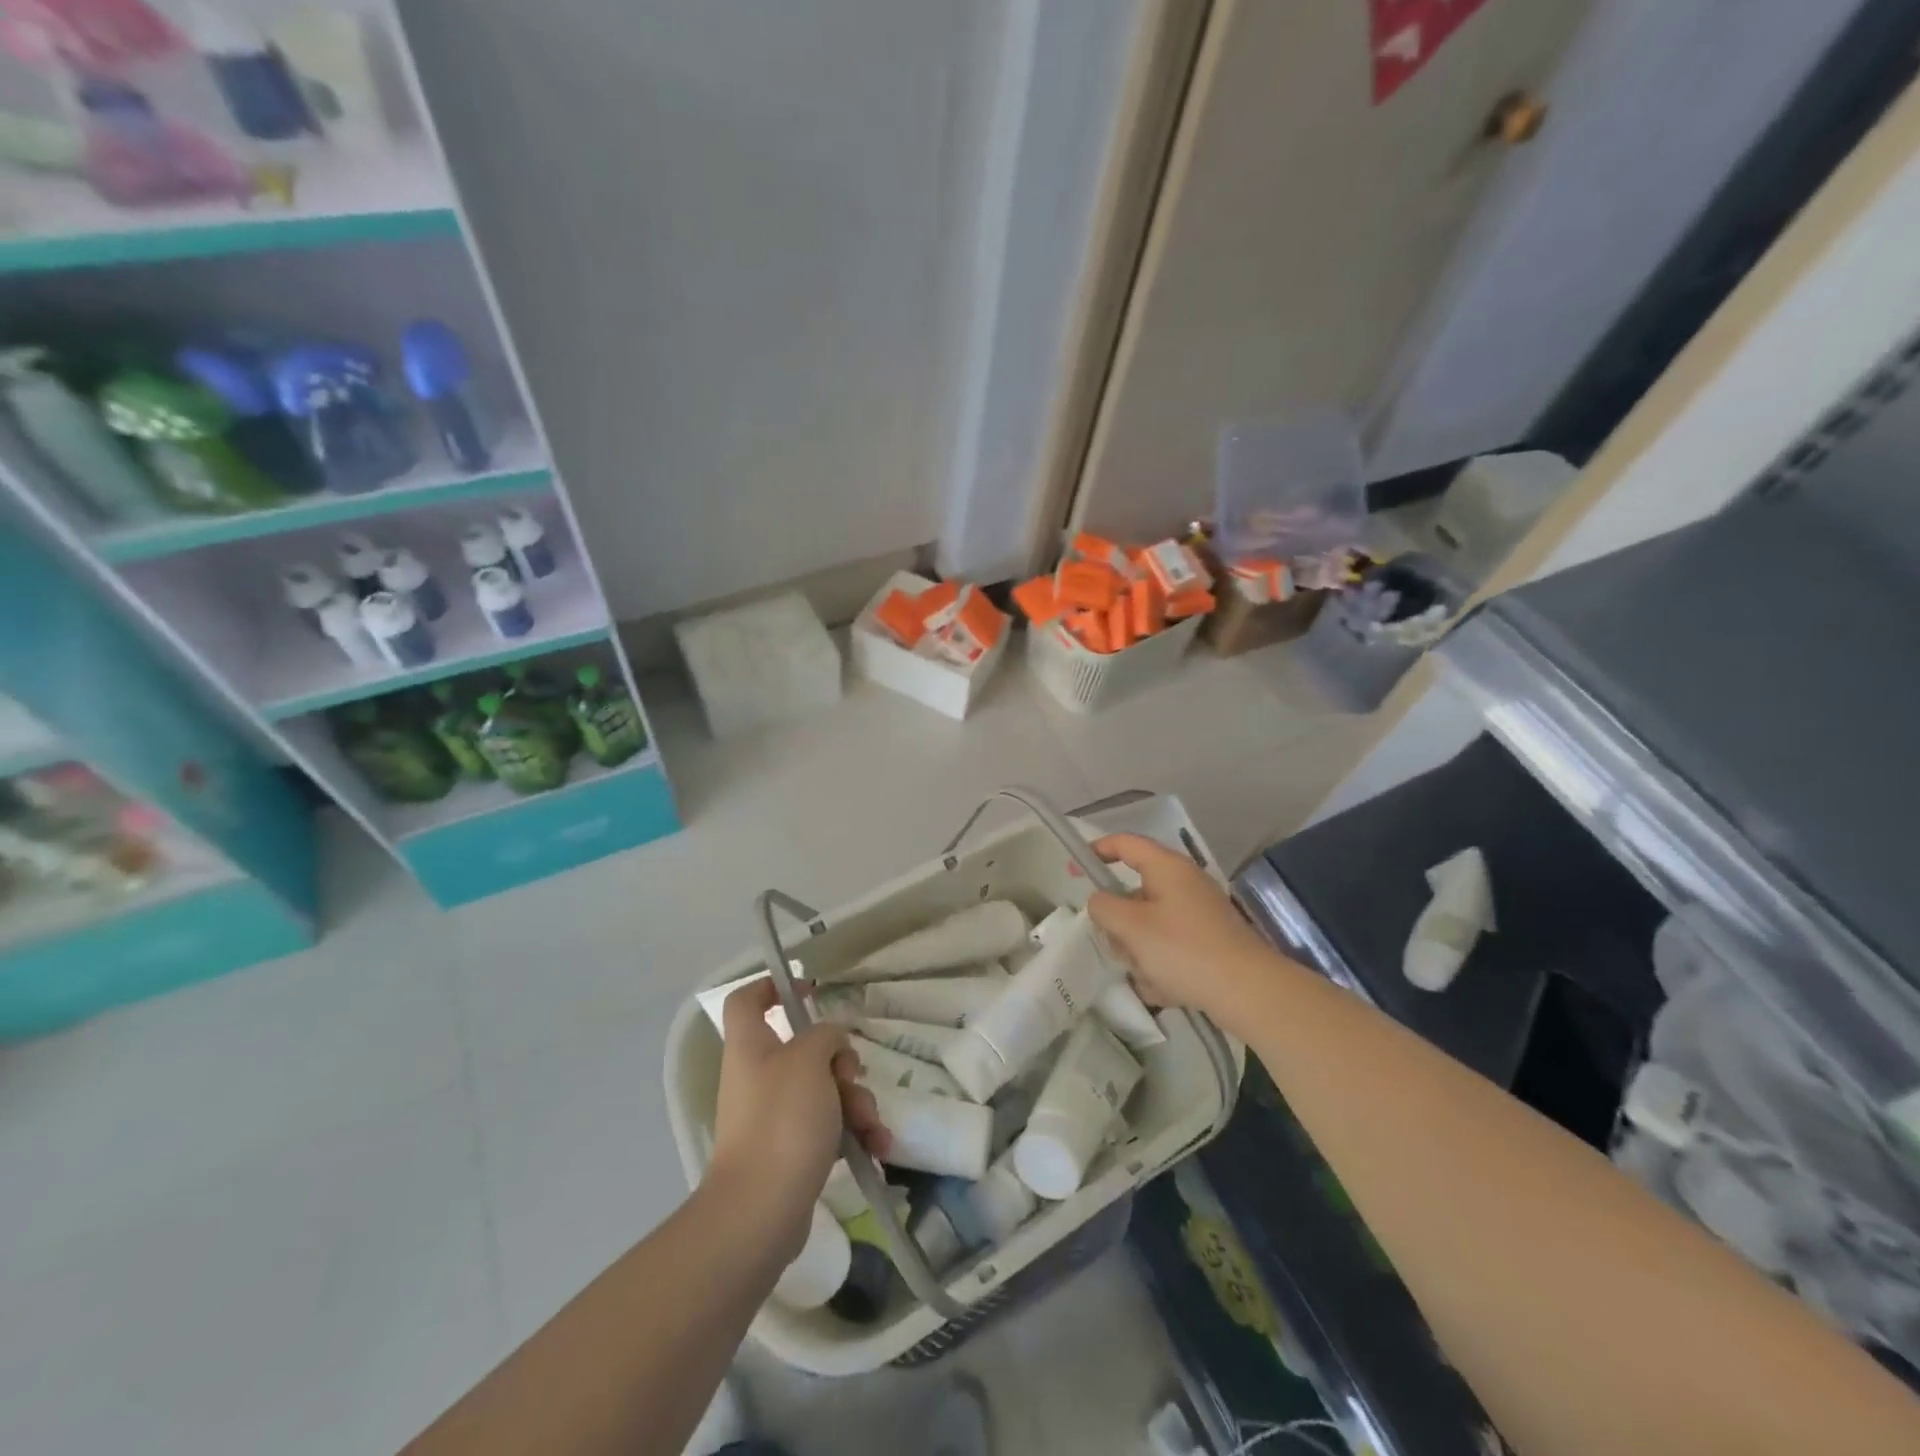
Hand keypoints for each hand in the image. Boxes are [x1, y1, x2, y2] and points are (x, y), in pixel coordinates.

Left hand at [708, 979, 888, 1263]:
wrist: (760, 1212)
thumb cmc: (781, 1121)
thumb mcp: (810, 1059)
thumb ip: (826, 1035)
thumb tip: (831, 1044)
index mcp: (751, 1047)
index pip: (747, 1001)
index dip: (772, 987)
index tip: (809, 990)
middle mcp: (758, 1077)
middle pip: (805, 1049)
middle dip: (842, 1062)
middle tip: (852, 1076)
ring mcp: (774, 1117)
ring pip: (825, 1090)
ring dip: (856, 1102)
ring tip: (870, 1126)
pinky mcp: (791, 1151)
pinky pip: (829, 1128)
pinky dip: (854, 1134)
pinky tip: (877, 1148)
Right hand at [1086, 833, 1279, 1034]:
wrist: (1248, 992)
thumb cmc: (1184, 950)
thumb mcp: (1131, 927)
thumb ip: (1104, 907)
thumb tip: (1100, 901)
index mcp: (1167, 867)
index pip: (1125, 843)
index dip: (1097, 851)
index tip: (1074, 870)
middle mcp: (1185, 883)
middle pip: (1135, 892)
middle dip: (1120, 922)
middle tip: (1116, 944)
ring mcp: (1200, 912)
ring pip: (1150, 924)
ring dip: (1139, 948)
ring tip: (1145, 974)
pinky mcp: (1209, 940)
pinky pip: (1170, 946)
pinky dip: (1161, 965)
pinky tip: (1165, 988)